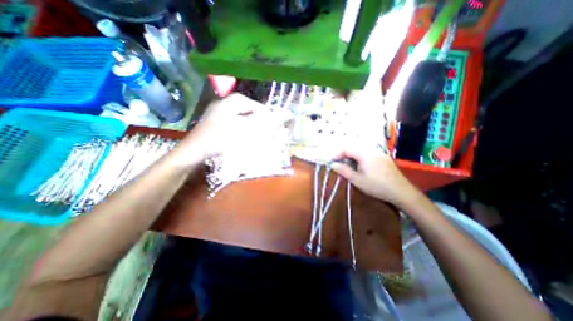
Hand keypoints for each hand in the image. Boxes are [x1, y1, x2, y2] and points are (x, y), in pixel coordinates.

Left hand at [181, 94, 283, 161]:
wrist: (195, 151)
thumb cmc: (222, 138)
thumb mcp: (248, 129)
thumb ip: (268, 121)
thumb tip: (287, 114)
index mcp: (235, 101)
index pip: (260, 108)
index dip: (269, 119)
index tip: (274, 131)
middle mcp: (227, 102)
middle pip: (252, 113)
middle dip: (260, 125)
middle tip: (265, 137)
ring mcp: (220, 112)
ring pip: (244, 120)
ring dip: (252, 129)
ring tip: (256, 140)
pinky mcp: (217, 123)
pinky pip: (236, 125)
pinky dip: (242, 132)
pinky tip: (243, 140)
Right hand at [332, 143, 416, 205]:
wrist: (402, 192)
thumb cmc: (377, 186)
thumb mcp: (357, 180)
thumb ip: (344, 170)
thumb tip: (333, 164)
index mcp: (365, 154)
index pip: (347, 148)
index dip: (337, 154)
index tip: (331, 162)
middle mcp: (372, 150)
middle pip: (353, 147)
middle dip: (344, 154)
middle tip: (339, 164)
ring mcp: (379, 153)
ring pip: (361, 150)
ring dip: (352, 156)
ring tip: (348, 166)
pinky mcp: (383, 158)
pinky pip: (368, 153)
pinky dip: (360, 158)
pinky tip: (360, 167)